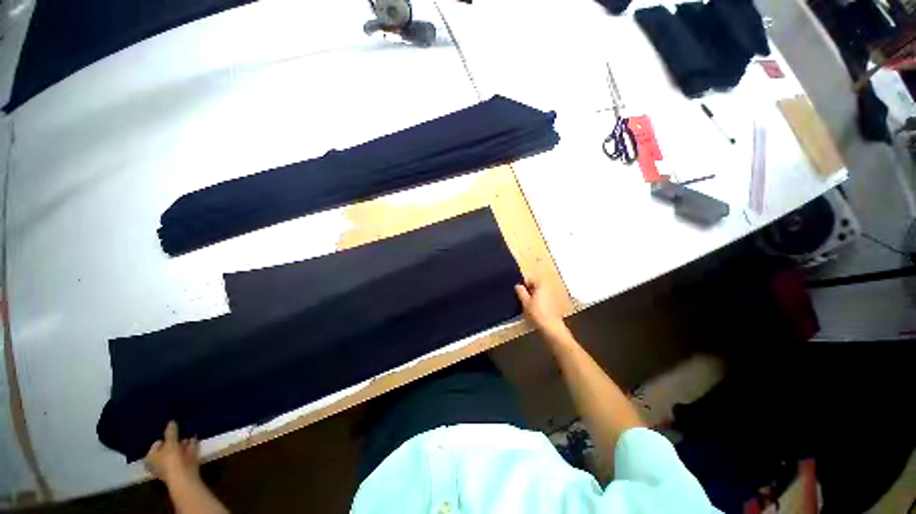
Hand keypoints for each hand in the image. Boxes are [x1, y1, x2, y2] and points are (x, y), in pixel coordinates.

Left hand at [145, 421, 199, 485]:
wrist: (184, 476)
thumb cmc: (171, 460)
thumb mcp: (171, 443)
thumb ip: (171, 432)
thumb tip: (171, 421)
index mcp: (150, 458)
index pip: (156, 444)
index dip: (165, 438)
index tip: (173, 431)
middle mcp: (158, 463)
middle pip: (167, 449)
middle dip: (175, 441)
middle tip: (182, 431)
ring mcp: (171, 466)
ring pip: (177, 452)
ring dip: (183, 444)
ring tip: (190, 434)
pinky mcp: (182, 467)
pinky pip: (185, 454)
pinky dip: (190, 447)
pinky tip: (195, 439)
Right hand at [515, 279, 566, 334]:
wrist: (551, 326)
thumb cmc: (537, 312)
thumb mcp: (525, 302)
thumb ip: (521, 292)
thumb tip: (517, 286)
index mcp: (541, 284)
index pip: (530, 279)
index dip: (523, 285)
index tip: (518, 292)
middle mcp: (548, 287)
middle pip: (535, 285)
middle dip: (528, 290)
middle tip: (522, 298)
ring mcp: (553, 294)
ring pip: (540, 292)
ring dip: (534, 295)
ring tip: (528, 304)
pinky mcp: (555, 302)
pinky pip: (544, 297)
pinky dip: (539, 300)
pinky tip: (535, 308)